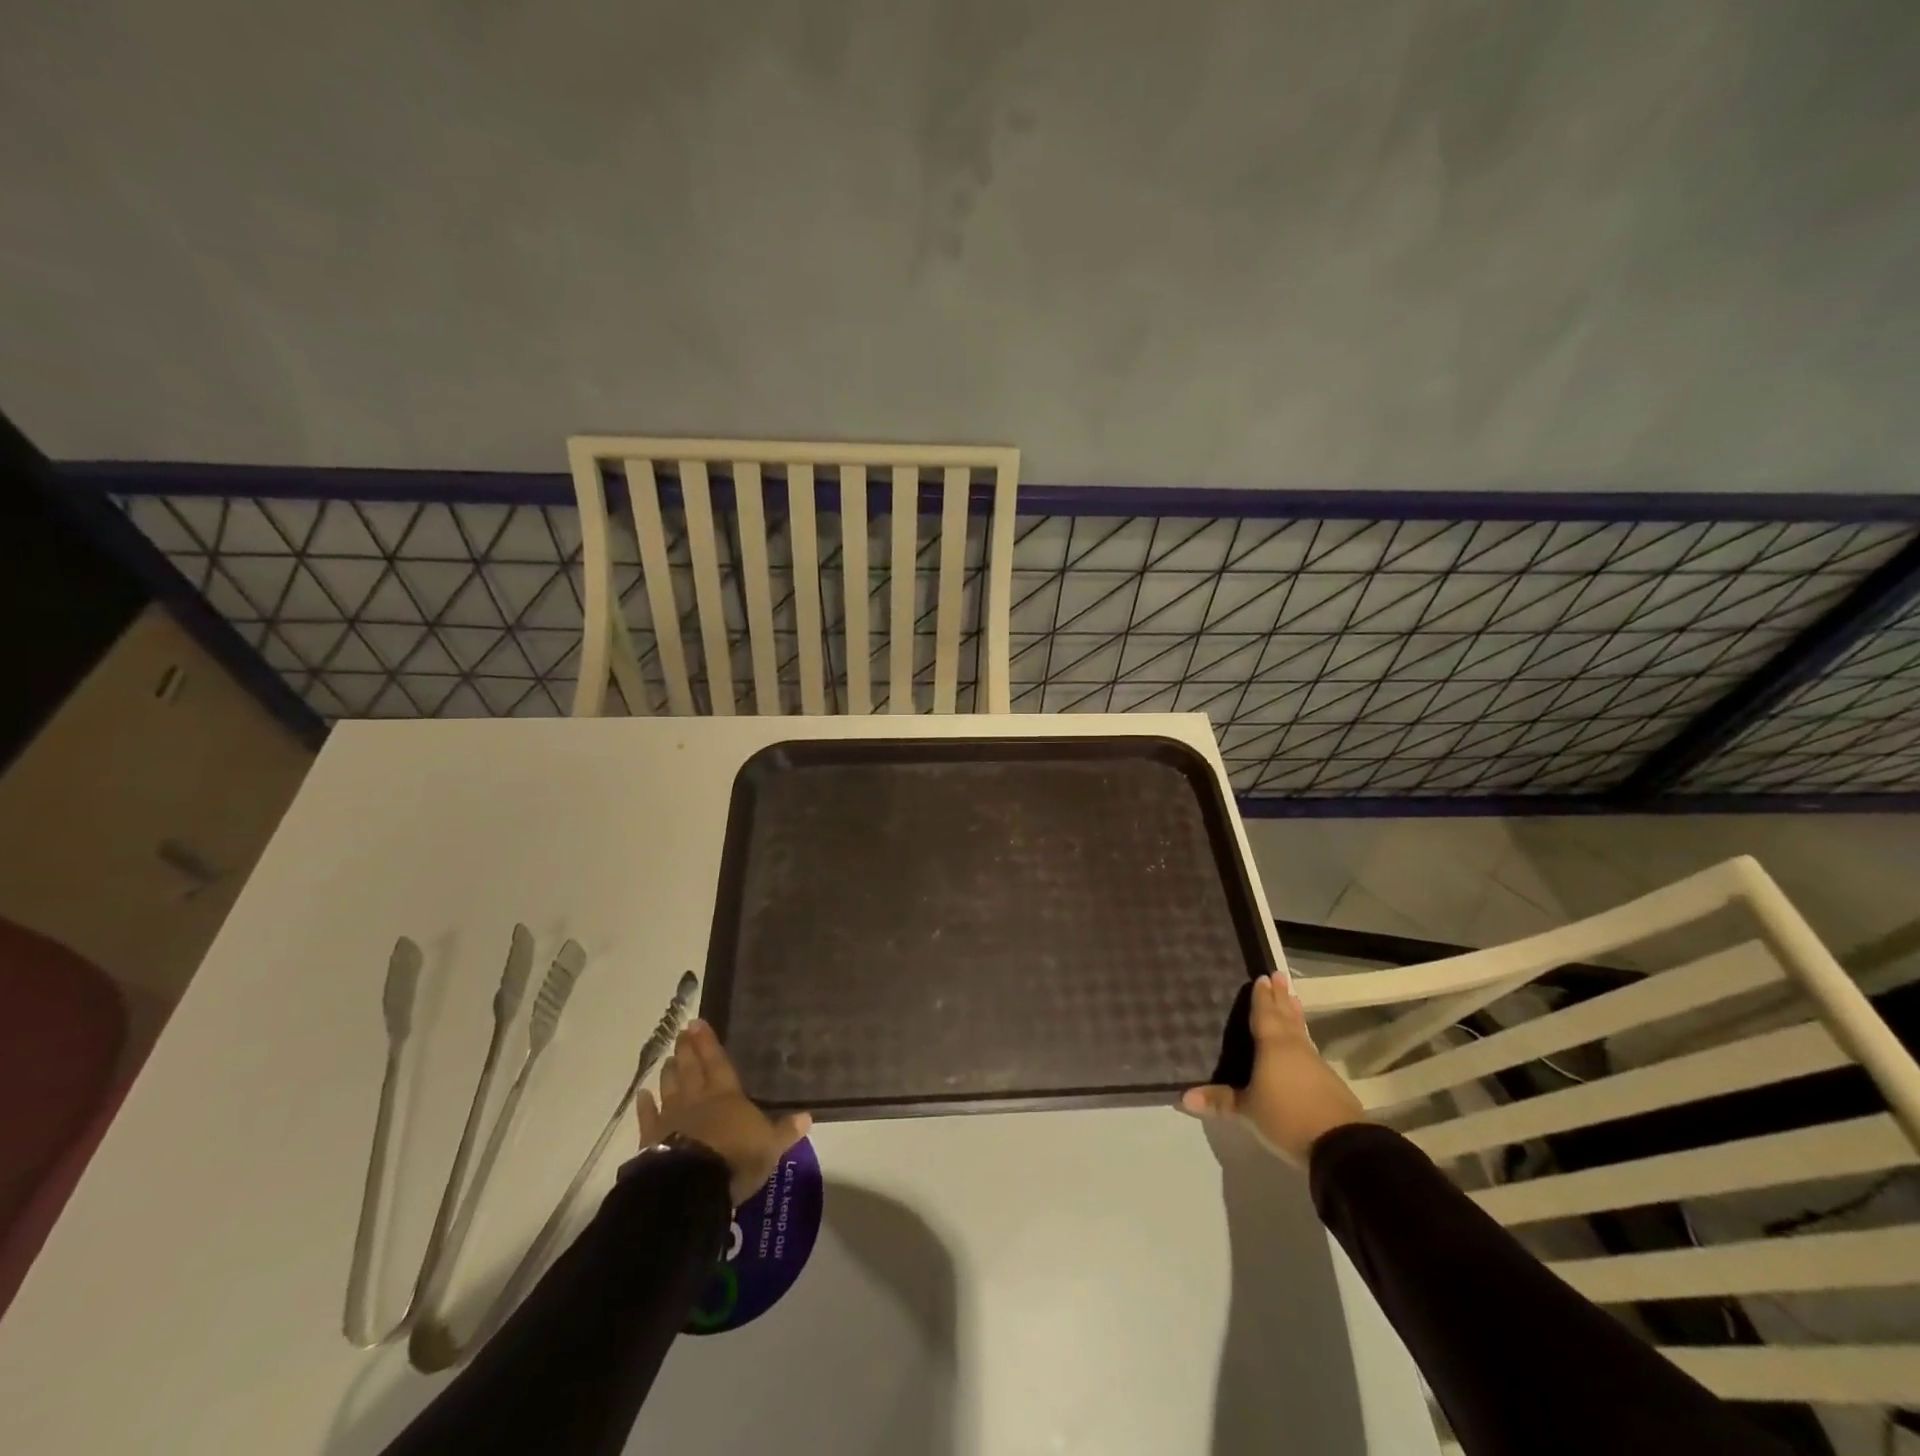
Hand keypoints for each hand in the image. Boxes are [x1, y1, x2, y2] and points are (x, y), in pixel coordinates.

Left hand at [637, 1020, 812, 1205]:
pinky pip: (648, 1118)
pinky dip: (644, 1106)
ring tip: (668, 1058)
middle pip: (692, 1069)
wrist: (692, 1185)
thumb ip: (785, 1130)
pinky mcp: (652, 1140)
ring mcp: (673, 1119)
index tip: (698, 1023)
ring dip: (669, 1073)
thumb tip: (808, 1115)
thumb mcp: (770, 1146)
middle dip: (688, 1050)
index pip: (718, 1063)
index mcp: (727, 1096)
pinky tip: (641, 1094)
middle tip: (681, 1032)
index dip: (709, 1043)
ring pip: (670, 1088)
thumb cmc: (736, 1159)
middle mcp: (698, 1100)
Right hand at [1181, 974, 1364, 1163]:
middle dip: (1281, 997)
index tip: (1263, 977)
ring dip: (1295, 1015)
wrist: (1340, 1145)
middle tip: (1280, 976)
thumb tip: (1183, 1097)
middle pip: (1286, 1016)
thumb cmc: (1286, 1118)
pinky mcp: (1330, 1082)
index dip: (1262, 997)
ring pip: (1301, 1031)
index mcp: (1273, 1045)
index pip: (1264, 1014)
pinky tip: (1303, 1045)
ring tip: (1293, 1000)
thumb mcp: (1248, 1111)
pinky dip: (1303, 1039)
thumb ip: (1219, 1101)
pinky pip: (1310, 1050)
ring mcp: (1315, 1064)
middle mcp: (1295, 1047)